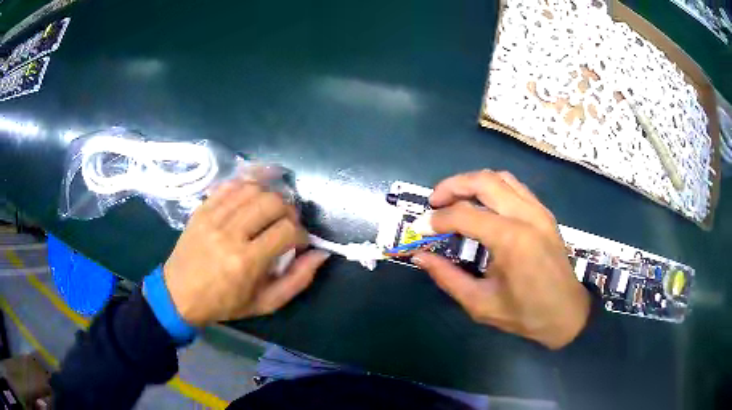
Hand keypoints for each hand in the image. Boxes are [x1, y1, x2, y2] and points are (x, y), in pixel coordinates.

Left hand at [163, 178, 329, 325]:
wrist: (179, 294)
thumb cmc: (224, 304)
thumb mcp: (265, 303)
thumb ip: (297, 280)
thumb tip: (321, 254)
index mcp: (246, 262)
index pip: (286, 231)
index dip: (301, 234)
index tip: (300, 243)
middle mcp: (229, 234)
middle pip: (272, 202)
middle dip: (289, 210)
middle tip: (288, 223)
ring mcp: (213, 217)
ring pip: (252, 188)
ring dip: (270, 196)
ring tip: (271, 211)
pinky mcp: (202, 208)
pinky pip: (230, 185)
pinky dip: (247, 184)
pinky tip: (254, 194)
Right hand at [412, 170, 589, 348]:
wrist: (567, 314)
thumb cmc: (525, 314)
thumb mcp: (480, 303)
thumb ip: (447, 277)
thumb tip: (420, 256)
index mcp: (511, 240)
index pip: (464, 215)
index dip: (436, 219)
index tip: (420, 228)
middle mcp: (526, 215)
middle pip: (483, 181)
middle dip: (451, 186)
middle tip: (433, 202)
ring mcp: (538, 210)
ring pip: (500, 177)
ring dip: (472, 183)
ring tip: (455, 199)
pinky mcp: (544, 212)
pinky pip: (514, 186)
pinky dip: (492, 187)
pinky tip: (483, 205)